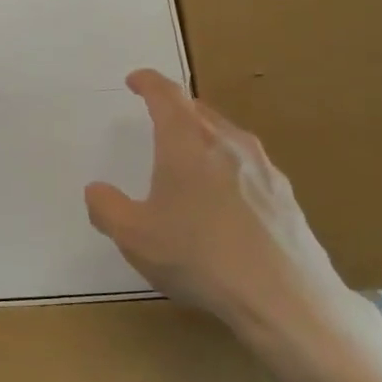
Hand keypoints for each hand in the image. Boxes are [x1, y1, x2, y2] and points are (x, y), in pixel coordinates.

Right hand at [84, 70, 381, 381]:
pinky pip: (250, 164)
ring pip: (227, 135)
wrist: (285, 299)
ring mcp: (263, 167)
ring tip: (191, 158)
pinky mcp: (286, 195)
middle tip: (158, 120)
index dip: (147, 82)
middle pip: (198, 109)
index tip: (135, 81)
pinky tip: (227, 199)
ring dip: (204, 135)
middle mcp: (226, 142)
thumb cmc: (199, 257)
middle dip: (175, 108)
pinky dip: (230, 166)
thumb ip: (107, 208)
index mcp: (186, 141)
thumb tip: (96, 190)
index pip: (165, 94)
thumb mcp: (135, 237)